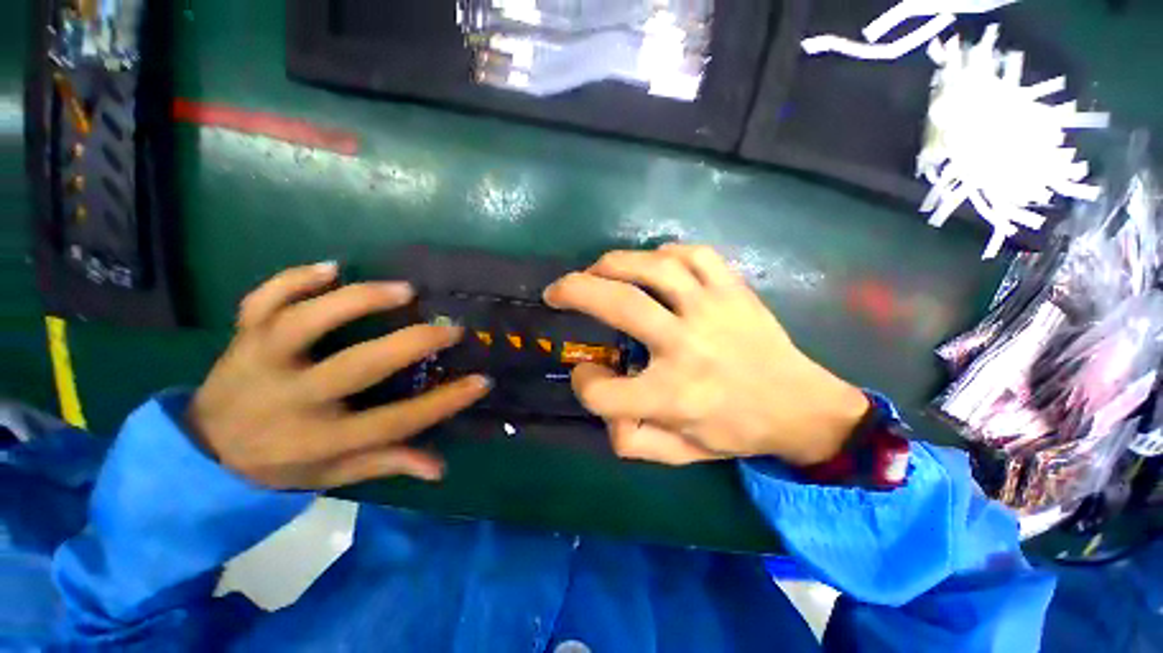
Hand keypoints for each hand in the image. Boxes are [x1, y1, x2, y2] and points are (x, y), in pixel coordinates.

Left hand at [187, 262, 490, 488]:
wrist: (202, 448)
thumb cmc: (279, 463)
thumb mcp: (333, 473)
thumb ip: (386, 464)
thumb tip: (439, 468)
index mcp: (319, 438)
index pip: (395, 423)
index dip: (444, 402)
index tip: (481, 381)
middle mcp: (292, 398)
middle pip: (357, 367)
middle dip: (412, 343)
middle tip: (450, 328)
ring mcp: (261, 361)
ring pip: (305, 322)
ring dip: (357, 301)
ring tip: (404, 289)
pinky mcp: (243, 337)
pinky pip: (262, 300)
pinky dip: (293, 278)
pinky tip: (331, 267)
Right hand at [544, 244, 867, 466]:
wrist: (799, 408)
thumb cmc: (734, 431)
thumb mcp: (678, 455)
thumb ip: (630, 440)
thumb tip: (602, 403)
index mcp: (673, 396)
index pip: (603, 392)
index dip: (584, 385)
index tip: (587, 376)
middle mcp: (688, 347)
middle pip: (620, 306)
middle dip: (575, 291)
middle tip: (556, 291)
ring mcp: (713, 310)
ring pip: (655, 268)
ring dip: (613, 263)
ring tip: (595, 270)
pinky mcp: (734, 290)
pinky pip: (695, 255)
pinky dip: (665, 252)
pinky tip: (651, 263)